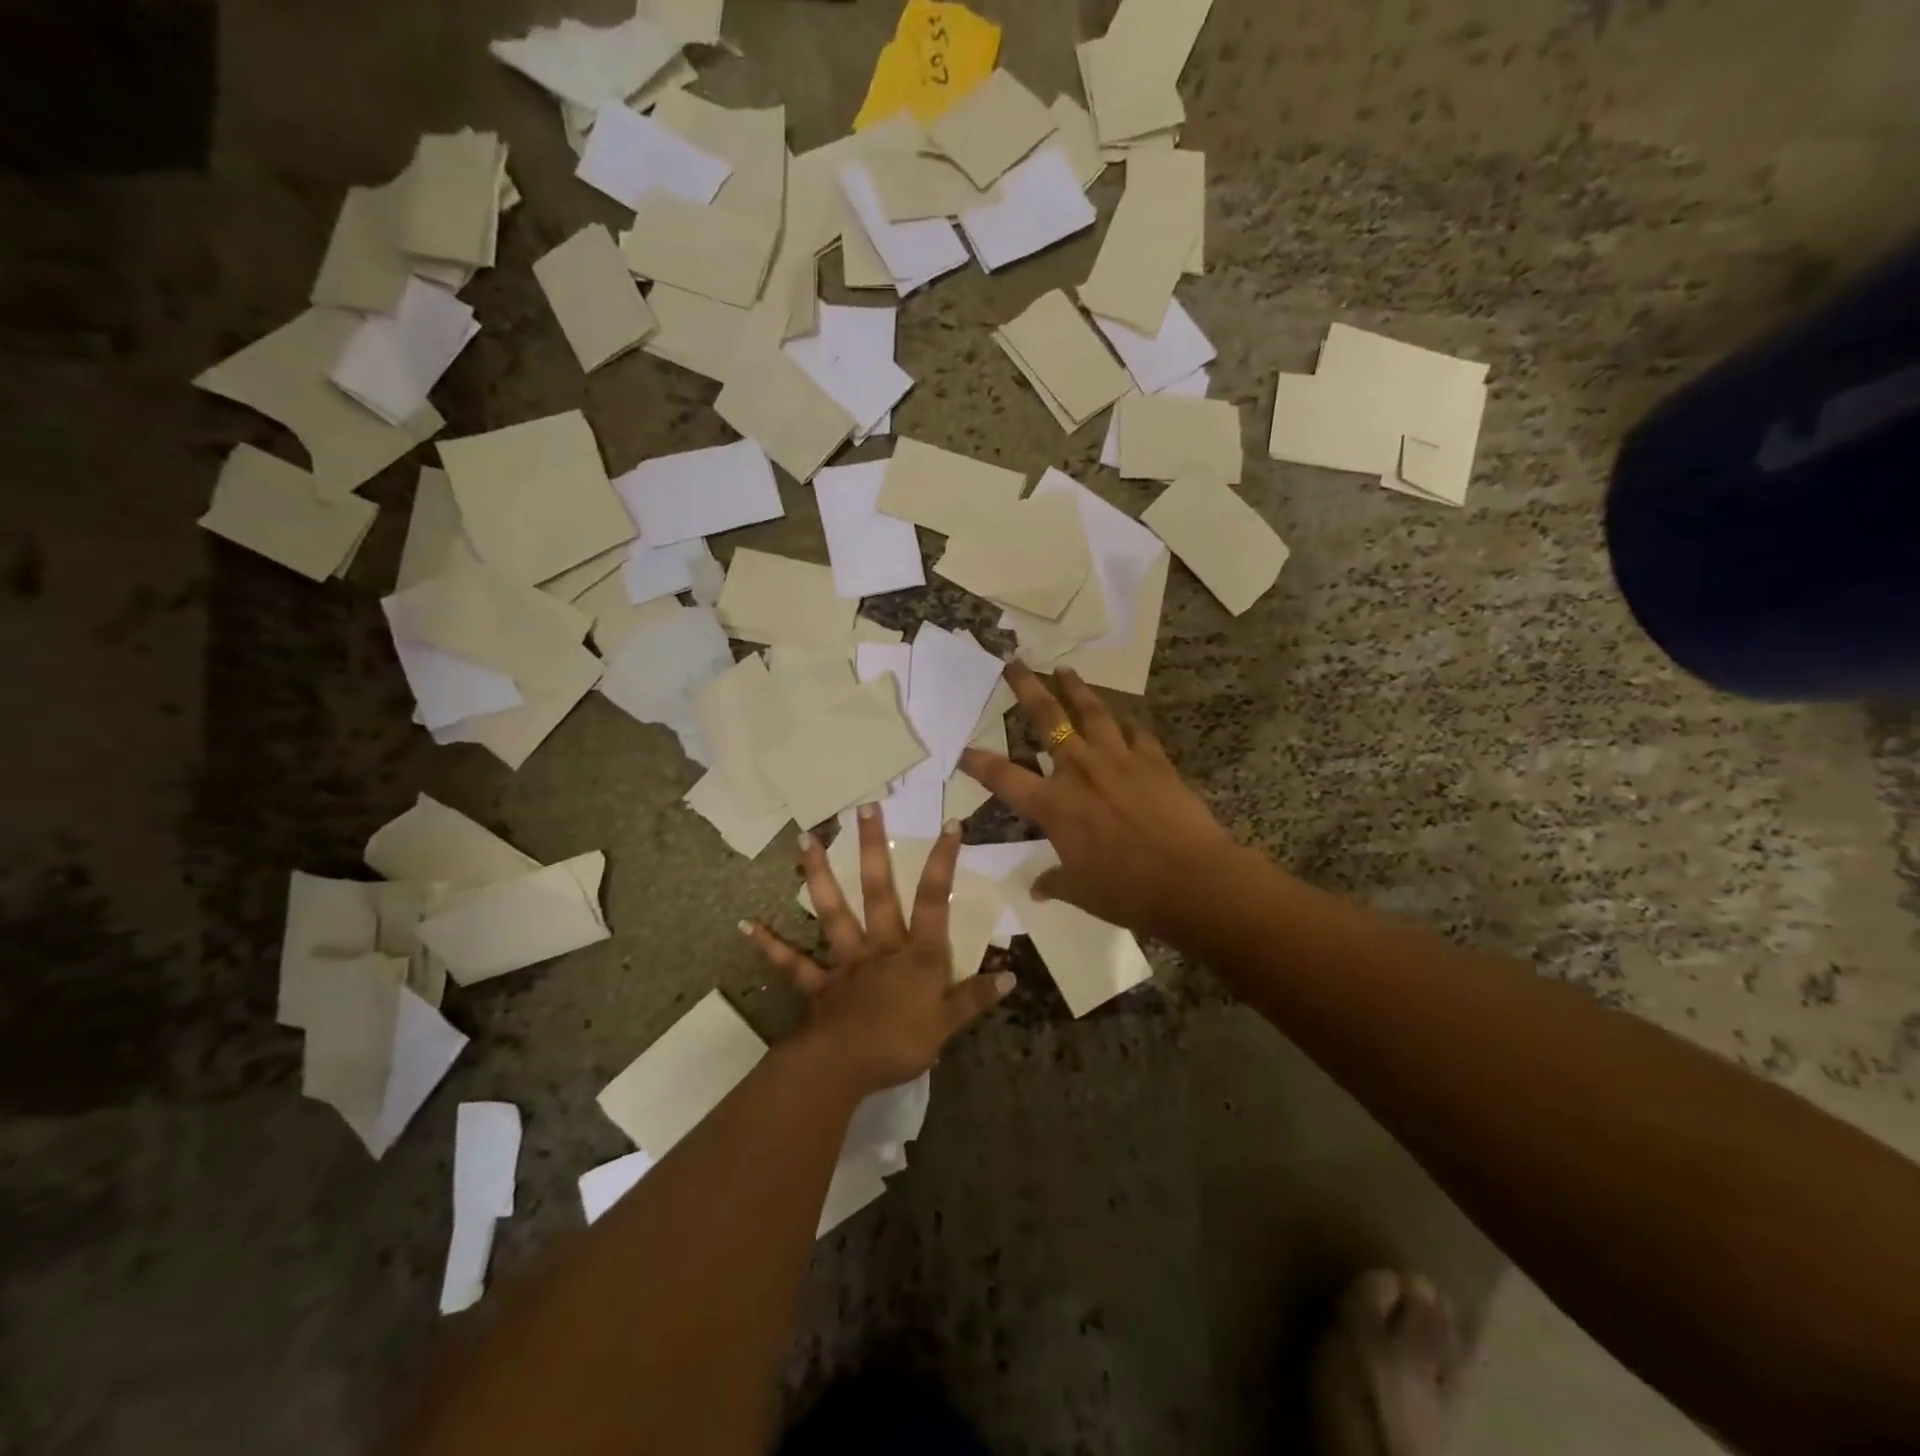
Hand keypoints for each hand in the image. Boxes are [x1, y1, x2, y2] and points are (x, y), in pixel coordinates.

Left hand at [741, 805, 1012, 1096]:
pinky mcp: (819, 984)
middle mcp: (881, 948)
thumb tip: (1012, 976)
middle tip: (866, 808)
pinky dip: (770, 946)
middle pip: (879, 891)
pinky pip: (792, 963)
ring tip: (805, 839)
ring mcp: (846, 962)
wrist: (846, 1068)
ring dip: (818, 874)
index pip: (935, 900)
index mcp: (917, 955)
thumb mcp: (949, 1023)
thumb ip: (976, 997)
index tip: (950, 823)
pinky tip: (747, 924)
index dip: (944, 862)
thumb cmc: (902, 1044)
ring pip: (833, 912)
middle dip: (873, 849)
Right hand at [959, 664, 1243, 941]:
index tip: (963, 750)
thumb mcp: (1083, 892)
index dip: (979, 763)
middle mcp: (1080, 771)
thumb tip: (1038, 889)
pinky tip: (1124, 719)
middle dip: (1027, 688)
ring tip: (1064, 669)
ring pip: (1092, 711)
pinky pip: (1136, 732)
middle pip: (1048, 718)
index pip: (1004, 777)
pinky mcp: (1154, 760)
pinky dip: (1126, 724)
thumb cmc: (1128, 891)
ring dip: (1076, 688)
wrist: (1191, 879)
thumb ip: (1056, 882)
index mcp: (1054, 805)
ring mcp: (1119, 759)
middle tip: (1015, 663)